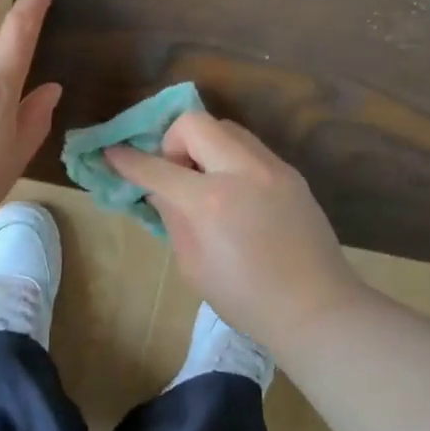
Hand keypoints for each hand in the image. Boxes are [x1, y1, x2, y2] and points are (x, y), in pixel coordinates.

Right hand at [105, 111, 356, 344]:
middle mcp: (242, 171)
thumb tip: (158, 189)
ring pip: (226, 128)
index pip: (156, 168)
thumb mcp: (193, 265)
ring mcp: (272, 167)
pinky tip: (236, 194)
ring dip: (205, 146)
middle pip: (194, 122)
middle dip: (173, 141)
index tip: (112, 153)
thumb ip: (172, 217)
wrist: (317, 308)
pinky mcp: (290, 173)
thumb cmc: (246, 299)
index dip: (127, 160)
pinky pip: (250, 148)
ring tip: (207, 183)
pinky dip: (230, 159)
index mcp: (210, 201)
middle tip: (176, 175)